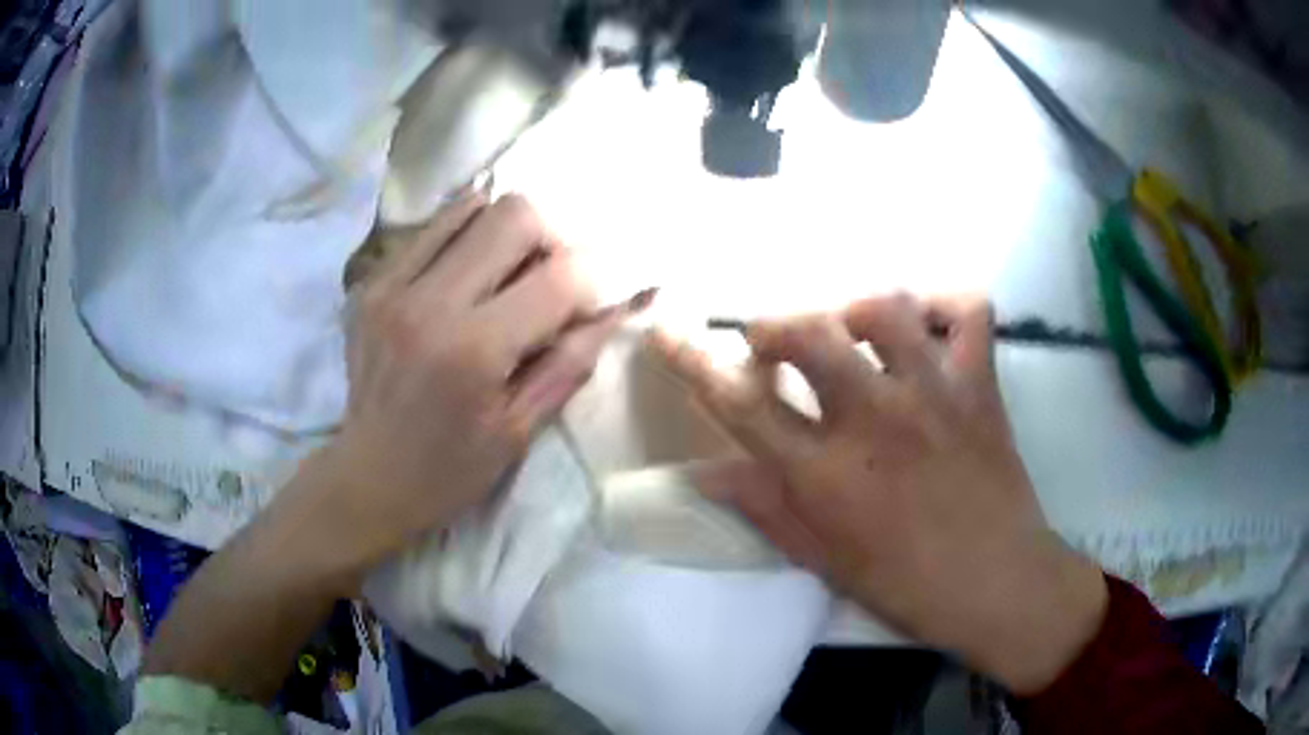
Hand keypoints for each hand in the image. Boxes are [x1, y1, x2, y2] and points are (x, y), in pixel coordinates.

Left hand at [287, 193, 642, 582]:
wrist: (368, 476)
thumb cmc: (450, 468)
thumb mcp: (521, 430)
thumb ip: (570, 362)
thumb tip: (614, 308)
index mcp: (473, 351)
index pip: (559, 277)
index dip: (592, 281)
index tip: (588, 303)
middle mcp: (429, 302)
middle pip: (515, 214)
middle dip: (550, 239)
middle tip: (546, 278)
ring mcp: (392, 284)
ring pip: (472, 206)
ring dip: (505, 232)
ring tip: (505, 273)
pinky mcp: (371, 281)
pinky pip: (432, 227)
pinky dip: (464, 238)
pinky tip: (465, 276)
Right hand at [651, 294, 1106, 693]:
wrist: (998, 584)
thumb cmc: (905, 584)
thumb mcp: (822, 558)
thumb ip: (762, 507)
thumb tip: (704, 473)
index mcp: (826, 474)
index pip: (739, 403)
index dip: (691, 360)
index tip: (664, 330)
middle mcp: (875, 420)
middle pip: (807, 333)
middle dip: (775, 325)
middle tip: (774, 345)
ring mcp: (934, 393)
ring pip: (883, 309)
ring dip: (853, 310)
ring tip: (851, 333)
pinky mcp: (980, 383)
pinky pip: (968, 311)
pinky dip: (945, 306)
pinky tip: (928, 328)